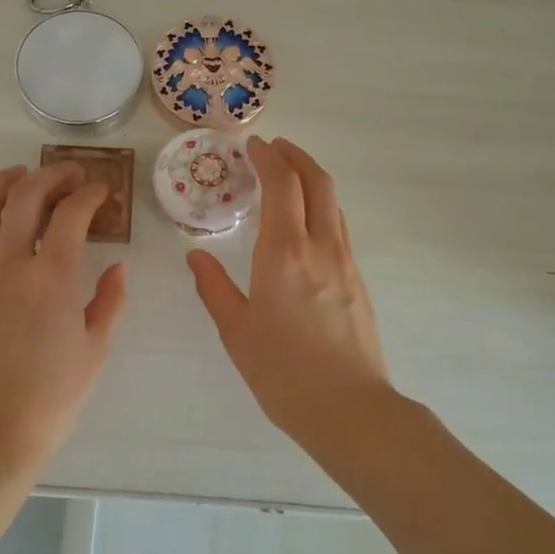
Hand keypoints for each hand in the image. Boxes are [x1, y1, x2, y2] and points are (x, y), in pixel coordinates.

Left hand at [0, 162, 128, 468]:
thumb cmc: (53, 397)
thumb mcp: (96, 350)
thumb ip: (110, 301)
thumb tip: (118, 268)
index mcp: (51, 278)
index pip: (70, 214)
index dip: (89, 194)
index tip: (101, 191)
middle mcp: (8, 266)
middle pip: (24, 196)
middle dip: (50, 176)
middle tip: (69, 174)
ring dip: (4, 183)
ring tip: (20, 175)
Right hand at [187, 137, 390, 442]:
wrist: (347, 407)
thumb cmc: (282, 371)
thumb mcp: (236, 331)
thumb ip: (214, 287)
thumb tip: (196, 256)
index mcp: (284, 253)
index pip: (282, 185)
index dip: (269, 158)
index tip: (253, 146)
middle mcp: (320, 247)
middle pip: (318, 182)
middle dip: (297, 156)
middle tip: (275, 148)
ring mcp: (346, 262)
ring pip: (334, 203)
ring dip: (312, 180)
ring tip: (290, 179)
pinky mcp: (358, 281)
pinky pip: (339, 228)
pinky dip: (322, 208)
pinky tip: (306, 224)